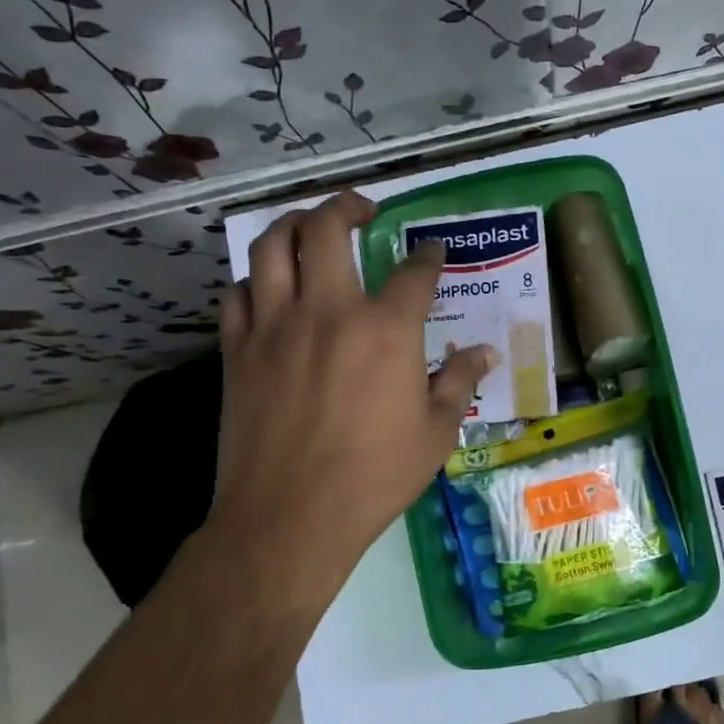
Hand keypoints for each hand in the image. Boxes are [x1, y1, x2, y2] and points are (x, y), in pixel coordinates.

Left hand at [207, 191, 494, 602]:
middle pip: (327, 229)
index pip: (414, 271)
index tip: (430, 251)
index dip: (427, 255)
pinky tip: (270, 289)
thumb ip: (460, 382)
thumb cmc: (374, 478)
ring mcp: (275, 326)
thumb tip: (486, 353)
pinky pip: (238, 292)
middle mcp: (329, 311)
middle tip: (362, 210)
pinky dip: (256, 280)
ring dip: (293, 223)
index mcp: (386, 330)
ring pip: (272, 245)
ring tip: (310, 227)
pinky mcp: (237, 350)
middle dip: (347, 206)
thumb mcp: (435, 433)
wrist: (290, 517)